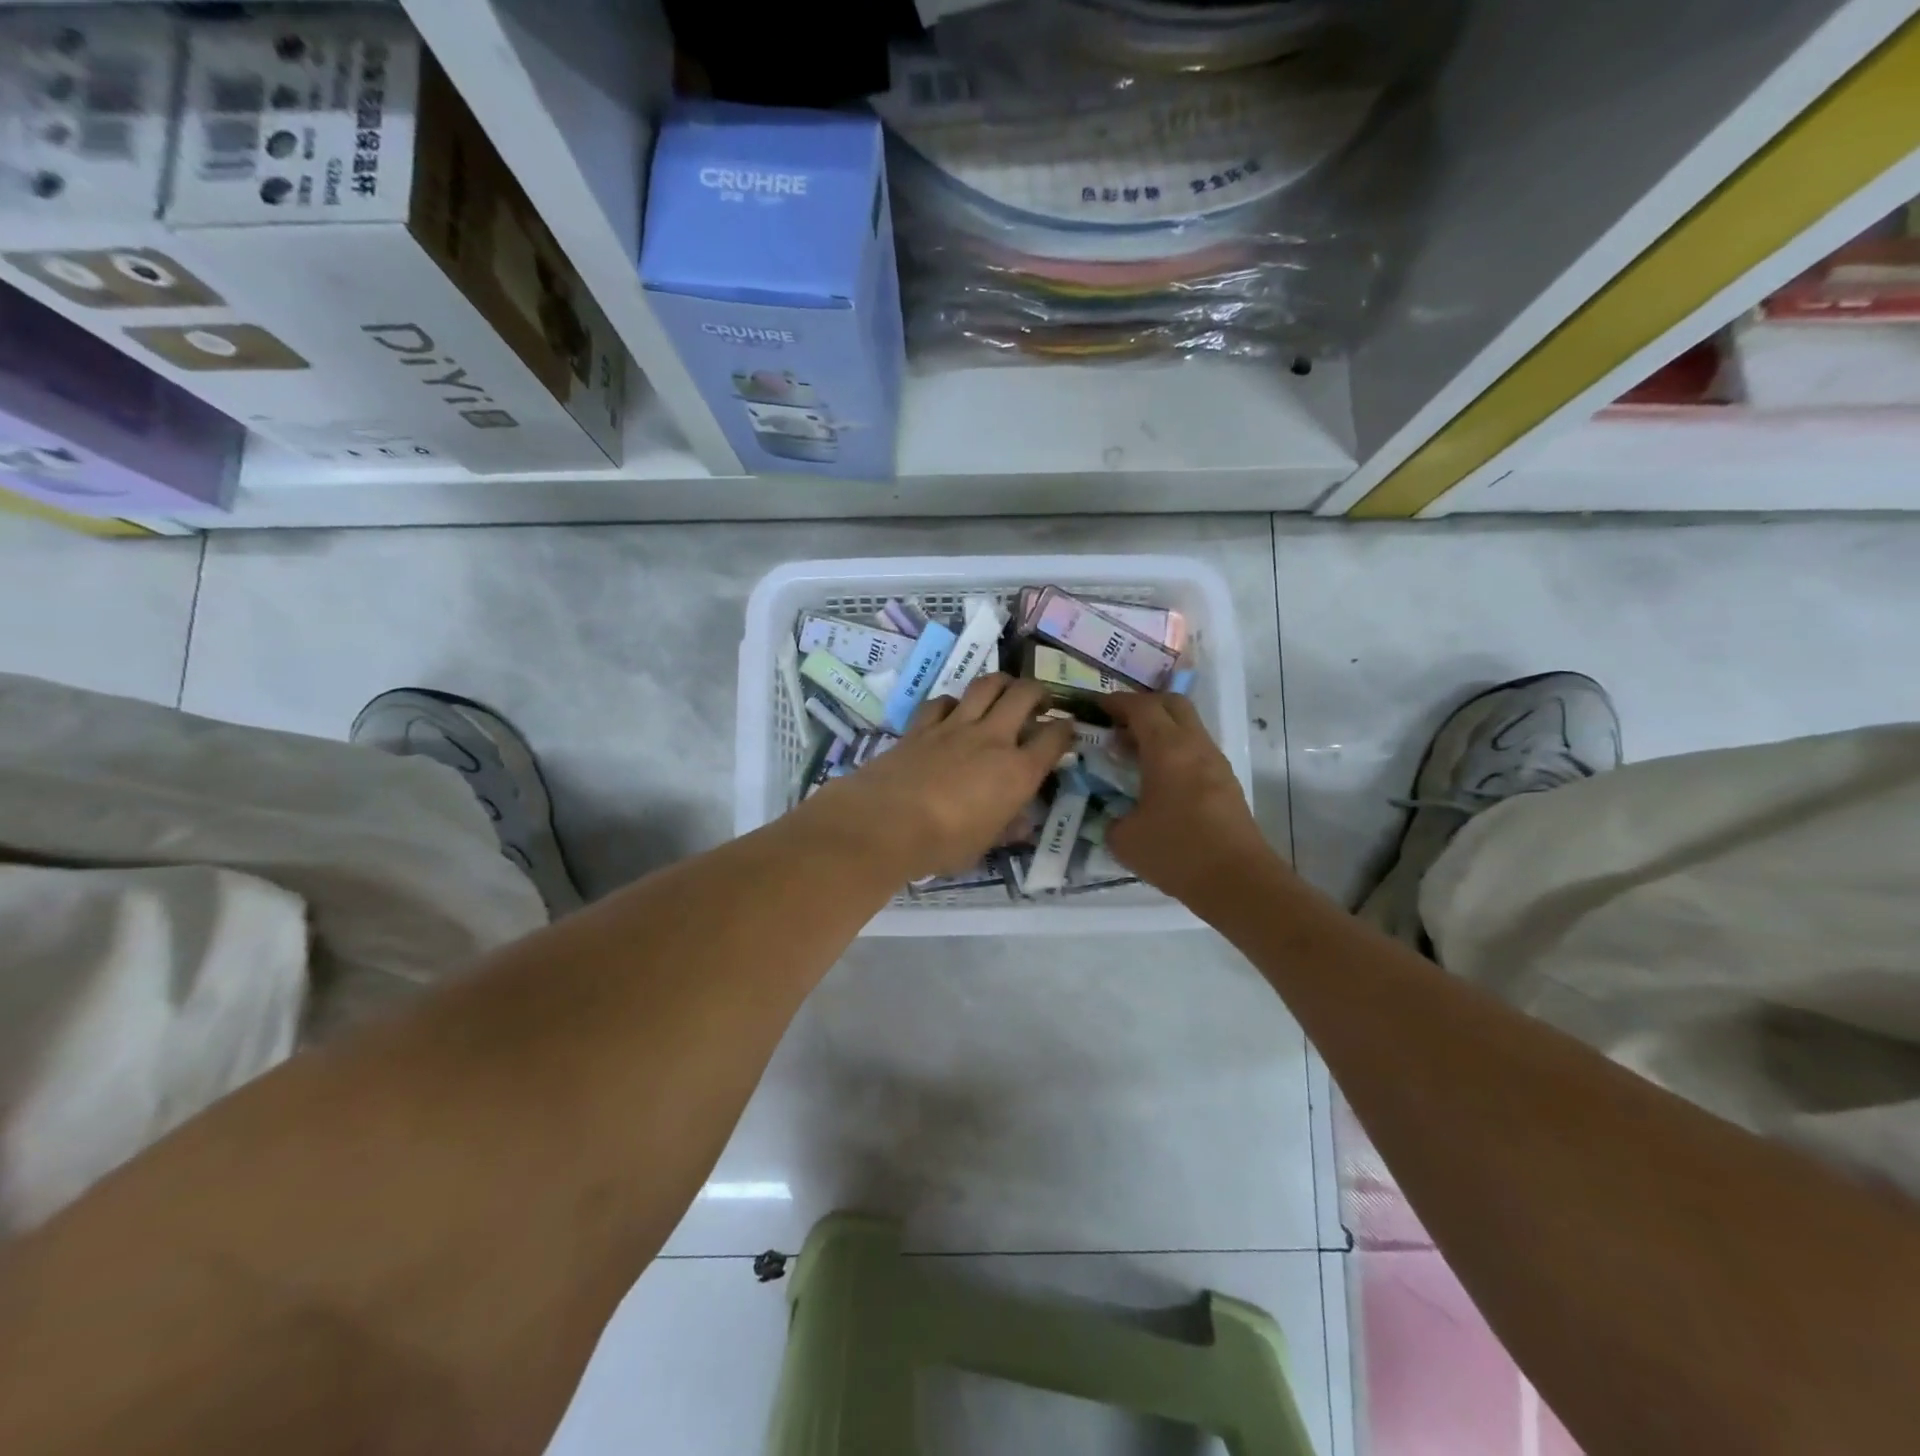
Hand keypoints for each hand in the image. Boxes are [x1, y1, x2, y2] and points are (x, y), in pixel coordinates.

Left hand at [802, 675, 1074, 881]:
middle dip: (1039, 692)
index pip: (1055, 738)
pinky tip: (953, 712)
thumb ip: (1006, 828)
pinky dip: (953, 702)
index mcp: (1018, 771)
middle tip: (1040, 703)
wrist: (885, 824)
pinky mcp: (922, 725)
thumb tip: (1022, 821)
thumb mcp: (984, 846)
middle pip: (1025, 694)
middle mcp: (992, 739)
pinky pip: (943, 701)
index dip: (1066, 730)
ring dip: (1002, 683)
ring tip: (1004, 693)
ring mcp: (955, 726)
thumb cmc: (942, 845)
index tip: (1066, 731)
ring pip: (987, 684)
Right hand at [1103, 692, 1273, 904]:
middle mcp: (1195, 746)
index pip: (1141, 707)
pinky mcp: (1226, 784)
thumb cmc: (1177, 852)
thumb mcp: (1124, 839)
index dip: (1116, 702)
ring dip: (1161, 730)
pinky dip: (1174, 751)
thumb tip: (1112, 817)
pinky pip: (1196, 751)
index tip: (1095, 707)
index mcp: (1168, 749)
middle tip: (1117, 723)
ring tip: (1133, 753)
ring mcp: (1216, 763)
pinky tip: (1157, 779)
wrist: (1238, 881)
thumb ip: (1110, 819)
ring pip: (1188, 727)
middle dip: (1143, 706)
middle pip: (1172, 704)